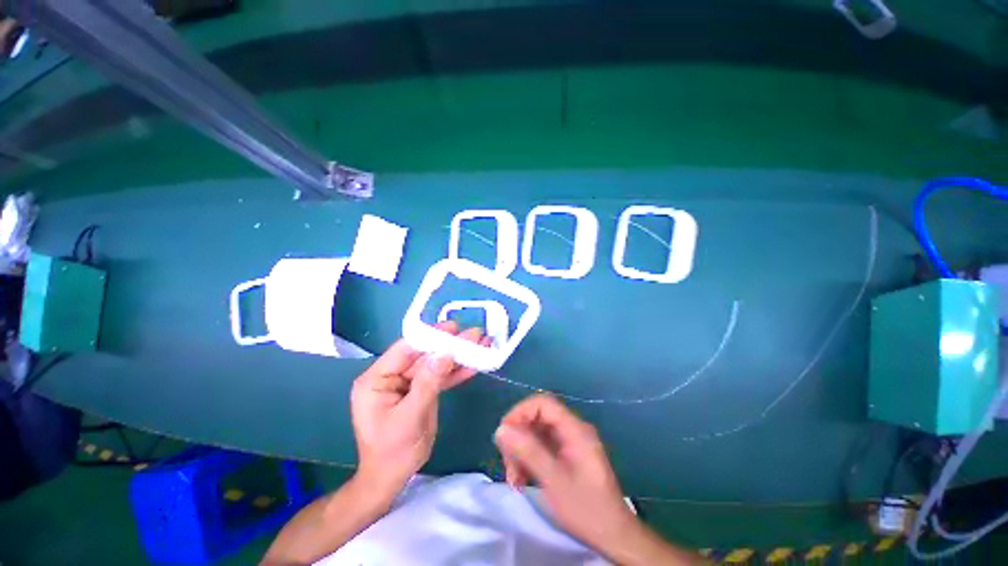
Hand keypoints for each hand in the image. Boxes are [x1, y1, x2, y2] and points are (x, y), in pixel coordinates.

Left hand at [351, 322, 484, 498]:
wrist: (393, 478)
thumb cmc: (392, 452)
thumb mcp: (409, 417)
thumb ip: (427, 383)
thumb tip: (445, 353)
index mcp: (377, 379)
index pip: (405, 349)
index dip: (430, 336)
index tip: (454, 328)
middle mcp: (392, 376)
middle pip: (424, 354)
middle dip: (450, 345)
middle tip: (475, 334)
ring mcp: (408, 382)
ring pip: (435, 364)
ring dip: (458, 356)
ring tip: (481, 344)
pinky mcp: (421, 390)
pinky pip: (439, 377)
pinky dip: (456, 371)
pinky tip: (474, 364)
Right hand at [494, 394, 638, 553]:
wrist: (614, 536)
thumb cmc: (586, 509)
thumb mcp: (554, 481)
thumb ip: (528, 451)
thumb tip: (501, 429)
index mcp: (574, 429)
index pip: (543, 403)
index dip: (521, 412)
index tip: (505, 435)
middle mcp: (572, 430)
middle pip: (537, 418)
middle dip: (519, 438)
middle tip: (508, 465)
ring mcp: (570, 443)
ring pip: (537, 433)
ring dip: (521, 452)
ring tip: (514, 479)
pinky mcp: (567, 455)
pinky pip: (542, 447)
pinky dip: (529, 460)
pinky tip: (522, 480)